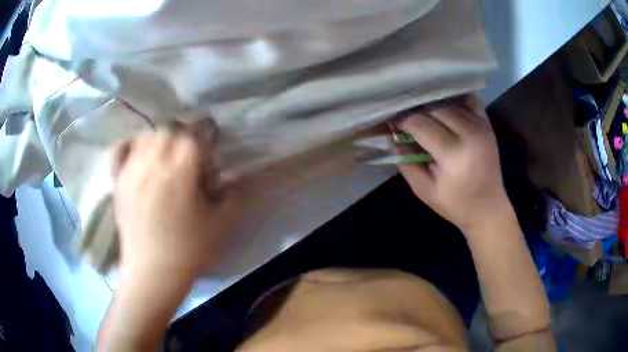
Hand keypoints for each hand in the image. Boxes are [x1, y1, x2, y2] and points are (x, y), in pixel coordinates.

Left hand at [110, 126, 240, 277]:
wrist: (153, 272)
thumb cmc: (188, 250)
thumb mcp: (222, 225)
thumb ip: (234, 196)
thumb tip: (233, 178)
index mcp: (180, 172)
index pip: (193, 137)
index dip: (204, 142)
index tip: (208, 156)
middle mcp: (153, 163)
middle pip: (168, 130)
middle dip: (182, 138)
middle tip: (188, 157)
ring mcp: (132, 170)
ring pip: (146, 136)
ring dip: (159, 140)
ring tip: (165, 157)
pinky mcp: (118, 182)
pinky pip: (119, 150)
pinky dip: (129, 146)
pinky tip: (138, 155)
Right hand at [396, 96, 513, 235]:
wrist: (488, 208)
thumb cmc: (456, 204)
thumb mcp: (425, 191)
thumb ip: (406, 165)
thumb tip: (393, 140)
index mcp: (453, 154)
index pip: (420, 124)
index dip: (403, 122)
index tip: (394, 125)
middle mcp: (469, 134)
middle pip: (434, 109)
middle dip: (417, 112)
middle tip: (407, 120)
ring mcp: (481, 127)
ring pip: (450, 103)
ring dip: (433, 107)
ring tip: (424, 116)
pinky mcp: (488, 126)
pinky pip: (470, 101)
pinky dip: (456, 102)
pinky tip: (447, 110)